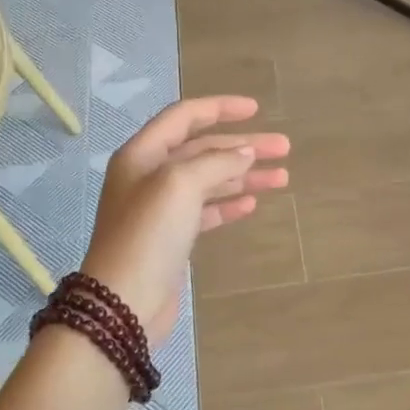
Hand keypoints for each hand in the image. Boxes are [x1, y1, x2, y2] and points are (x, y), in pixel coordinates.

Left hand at [80, 96, 288, 347]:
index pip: (184, 117)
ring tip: (282, 177)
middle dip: (243, 146)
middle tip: (284, 149)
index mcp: (143, 154)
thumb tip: (245, 152)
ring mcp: (161, 209)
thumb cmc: (149, 234)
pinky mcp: (173, 238)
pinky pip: (206, 210)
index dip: (220, 108)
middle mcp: (149, 176)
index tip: (257, 109)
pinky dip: (229, 203)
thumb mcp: (180, 184)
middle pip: (202, 149)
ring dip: (244, 175)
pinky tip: (252, 202)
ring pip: (209, 181)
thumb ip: (216, 162)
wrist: (125, 300)